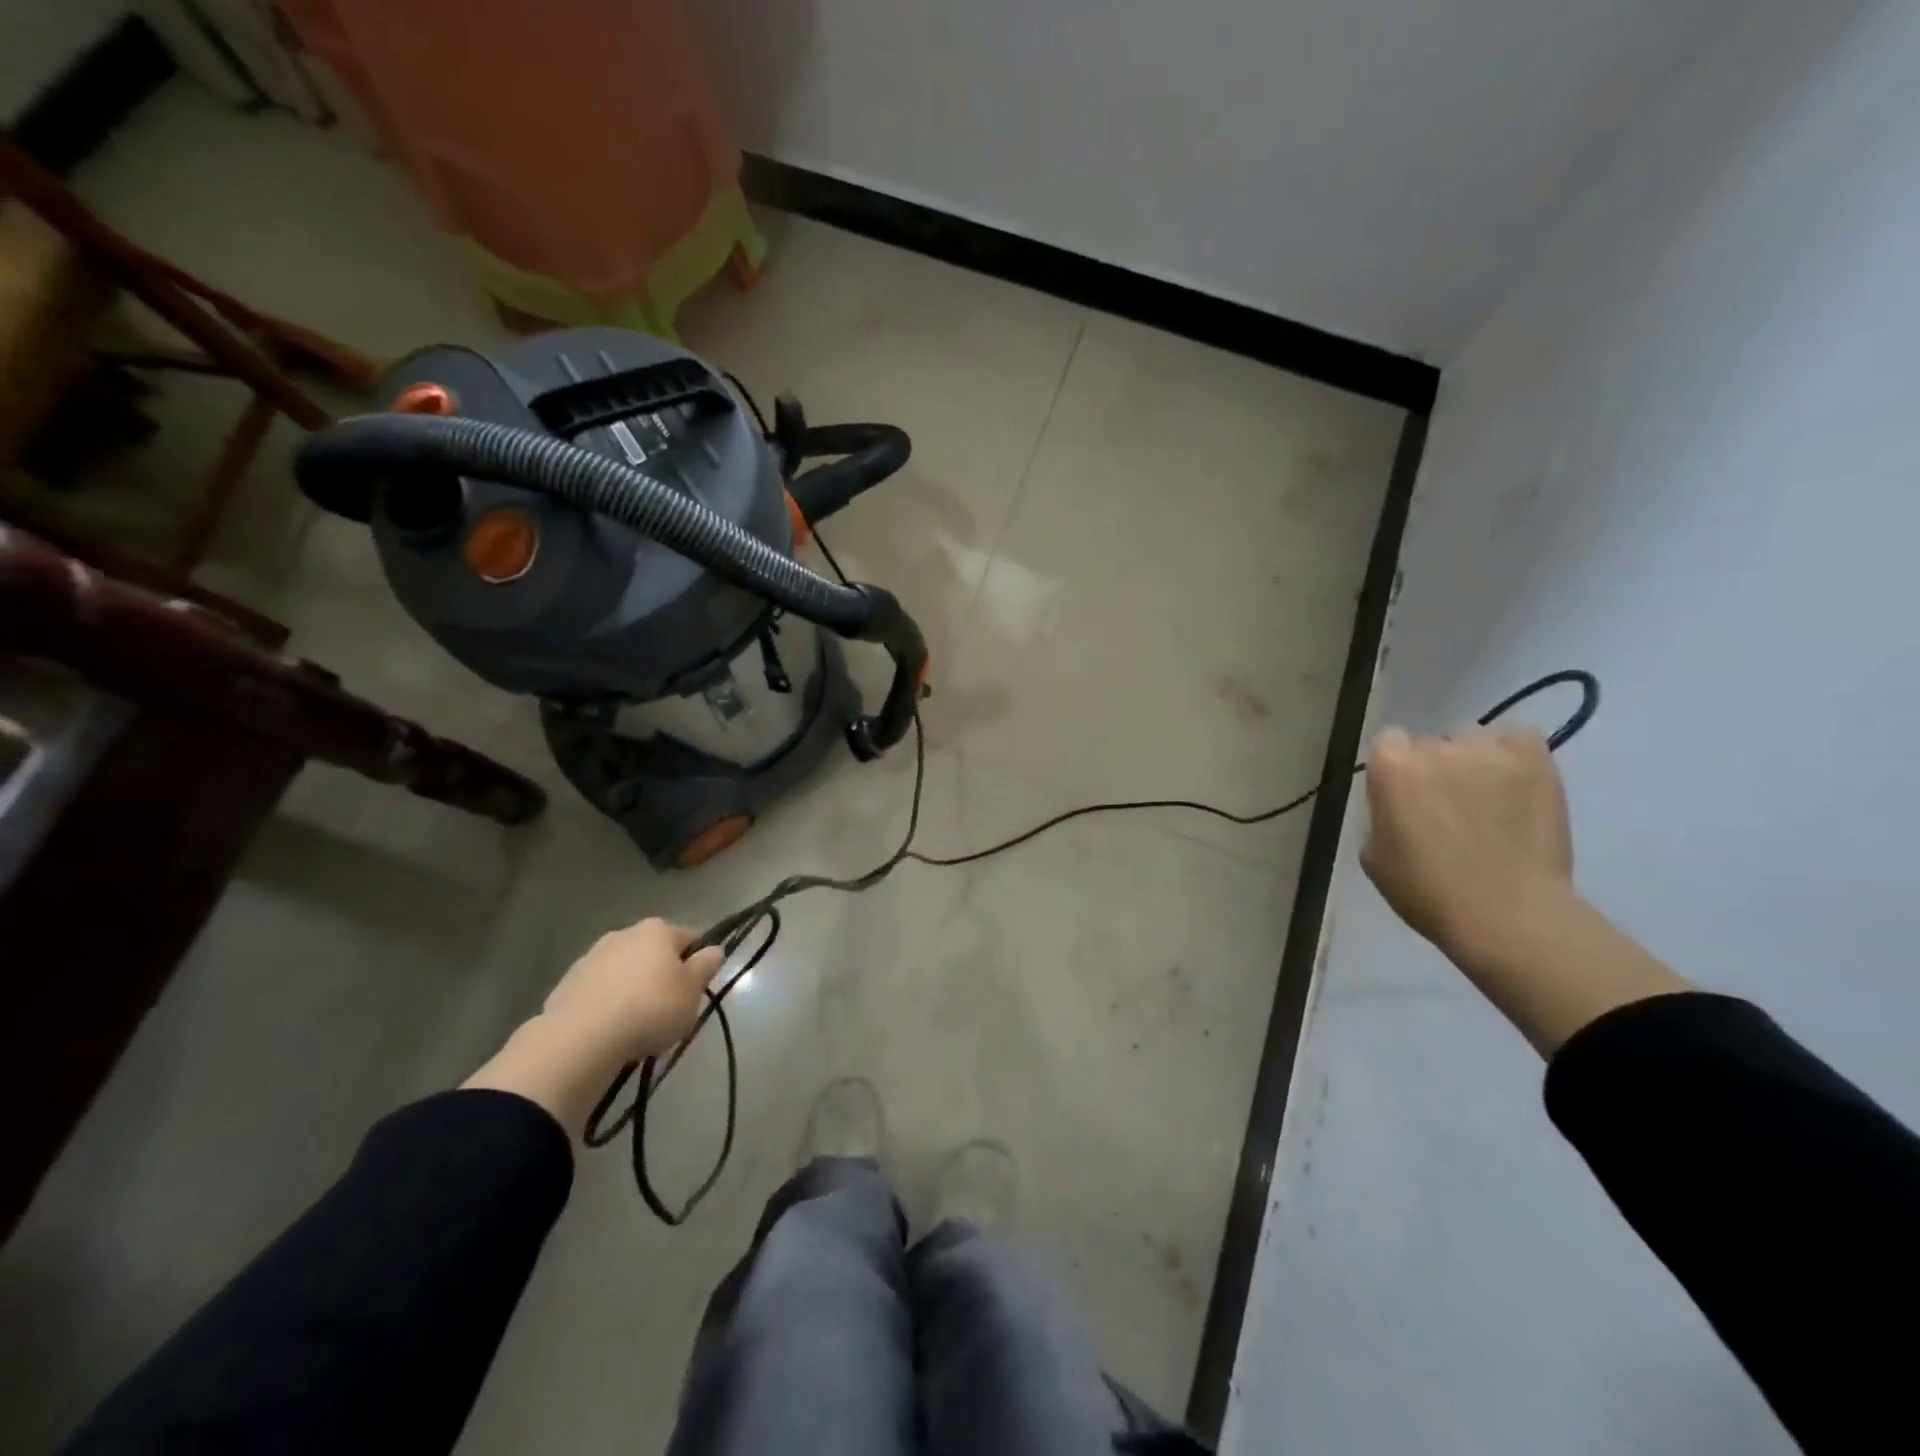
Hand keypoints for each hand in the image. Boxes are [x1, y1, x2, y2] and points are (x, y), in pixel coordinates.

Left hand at [543, 918, 725, 1064]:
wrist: (580, 1039)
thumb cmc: (650, 1009)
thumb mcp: (692, 992)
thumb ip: (706, 967)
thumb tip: (714, 949)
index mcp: (658, 930)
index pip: (690, 938)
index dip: (697, 963)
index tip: (695, 991)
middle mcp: (624, 933)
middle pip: (654, 953)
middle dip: (662, 975)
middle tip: (669, 1009)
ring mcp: (591, 956)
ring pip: (625, 971)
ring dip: (633, 989)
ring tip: (636, 1025)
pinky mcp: (567, 983)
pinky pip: (599, 990)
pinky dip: (607, 1003)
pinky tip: (610, 1030)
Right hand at [1362, 725, 1574, 965]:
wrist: (1506, 914)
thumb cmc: (1427, 892)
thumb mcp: (1375, 856)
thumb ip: (1381, 815)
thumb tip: (1396, 804)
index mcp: (1390, 769)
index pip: (1387, 742)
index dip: (1395, 768)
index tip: (1404, 794)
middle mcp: (1435, 748)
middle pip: (1430, 743)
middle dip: (1435, 769)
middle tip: (1448, 805)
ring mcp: (1487, 751)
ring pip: (1473, 738)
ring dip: (1473, 760)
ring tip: (1487, 794)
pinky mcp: (1534, 760)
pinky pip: (1518, 737)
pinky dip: (1513, 753)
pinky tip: (1514, 780)